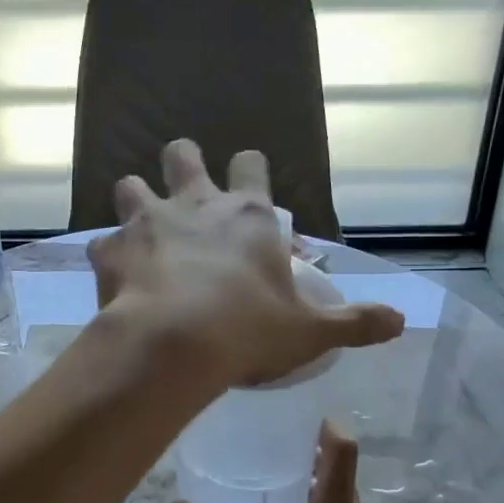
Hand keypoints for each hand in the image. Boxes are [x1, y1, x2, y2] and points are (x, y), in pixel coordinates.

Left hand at [90, 140, 402, 389]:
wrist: (174, 346)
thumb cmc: (248, 331)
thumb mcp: (310, 331)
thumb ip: (354, 323)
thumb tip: (401, 322)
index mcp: (247, 215)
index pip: (250, 165)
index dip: (247, 167)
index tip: (245, 180)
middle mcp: (194, 205)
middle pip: (181, 156)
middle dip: (182, 164)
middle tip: (184, 191)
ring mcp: (146, 223)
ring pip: (130, 186)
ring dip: (135, 202)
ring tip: (141, 232)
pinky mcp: (111, 251)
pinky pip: (102, 245)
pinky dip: (109, 259)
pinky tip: (115, 280)